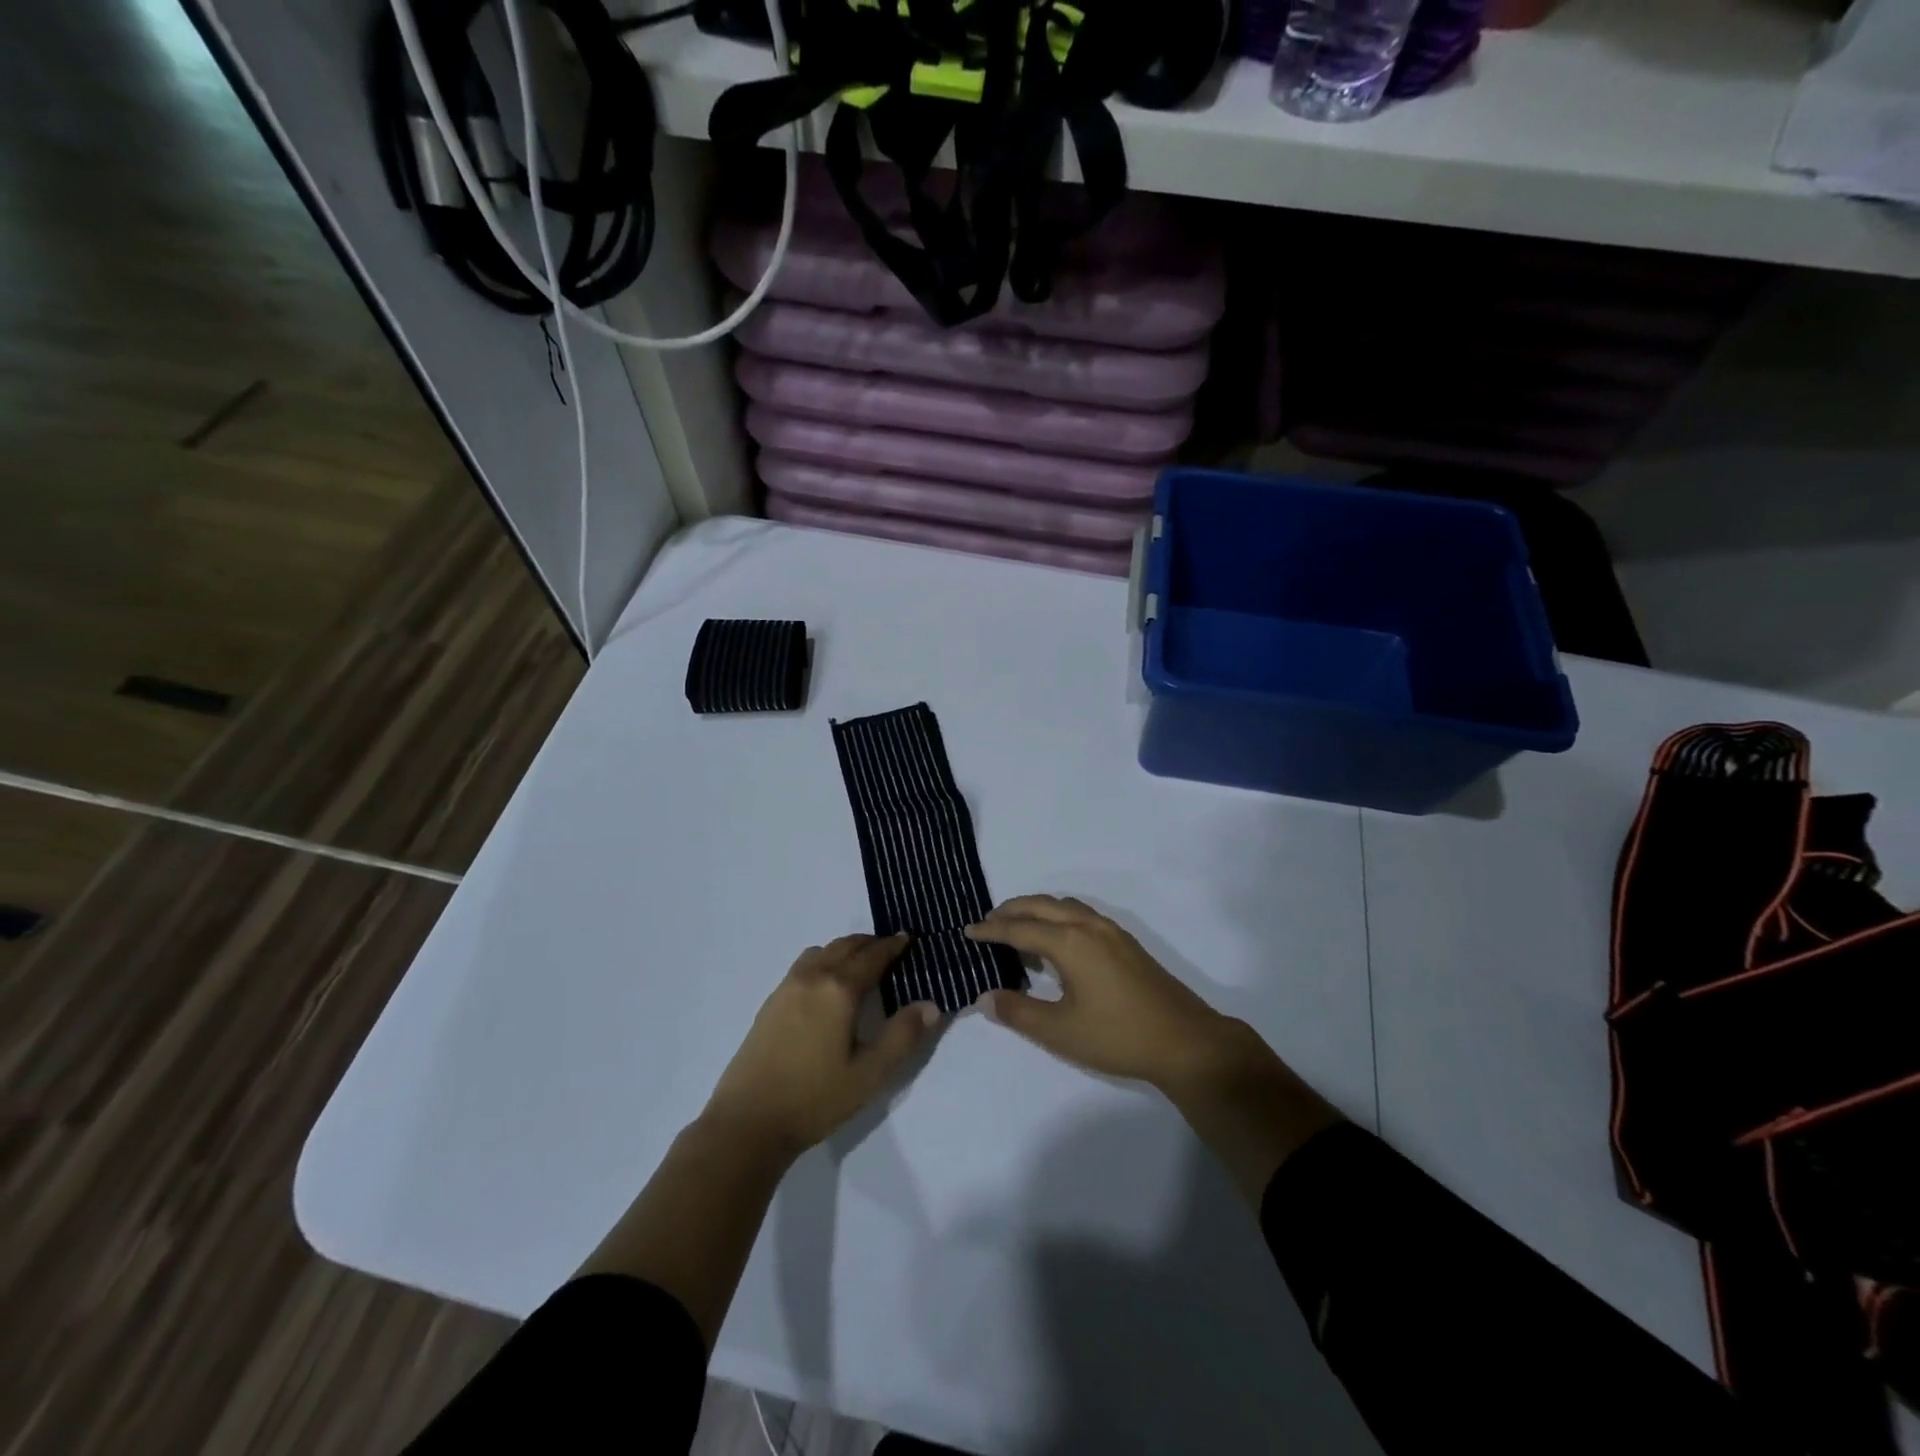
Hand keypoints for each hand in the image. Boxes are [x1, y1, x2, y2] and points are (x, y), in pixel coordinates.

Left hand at [703, 934, 938, 1161]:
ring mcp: (787, 987)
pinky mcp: (771, 1002)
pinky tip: (827, 986)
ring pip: (822, 951)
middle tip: (890, 949)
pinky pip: (804, 965)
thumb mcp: (870, 1074)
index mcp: (838, 989)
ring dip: (845, 949)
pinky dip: (824, 960)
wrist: (747, 1122)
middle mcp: (812, 977)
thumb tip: (931, 1005)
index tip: (907, 939)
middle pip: (845, 946)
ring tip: (860, 964)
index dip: (892, 946)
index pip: (872, 956)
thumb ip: (903, 1036)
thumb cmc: (815, 1098)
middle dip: (870, 943)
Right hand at [965, 896, 1238, 1093]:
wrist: (1185, 1041)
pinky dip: (1057, 917)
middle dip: (1010, 910)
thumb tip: (985, 997)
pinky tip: (1056, 943)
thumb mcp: (1060, 1031)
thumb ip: (1018, 1012)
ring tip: (1017, 931)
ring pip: (1064, 906)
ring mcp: (1111, 932)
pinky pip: (1081, 915)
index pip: (1019, 928)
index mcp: (1070, 941)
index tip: (967, 932)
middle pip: (1041, 906)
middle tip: (987, 924)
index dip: (990, 930)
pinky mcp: (1125, 943)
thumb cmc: (1117, 1035)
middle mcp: (1088, 926)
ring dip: (1036, 911)